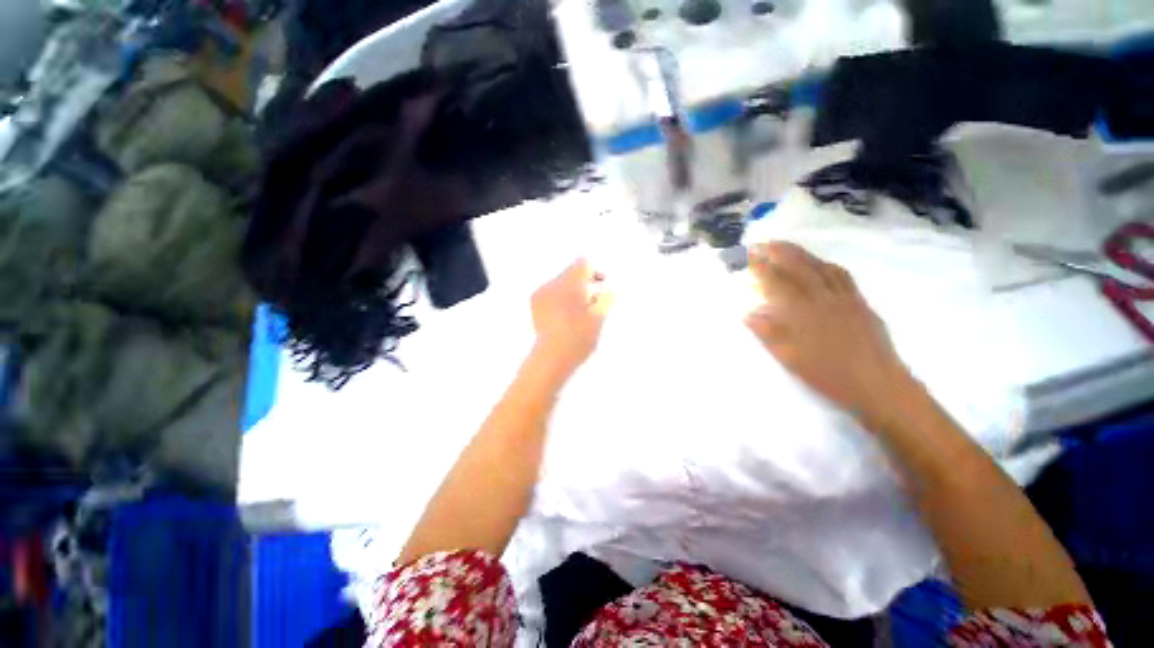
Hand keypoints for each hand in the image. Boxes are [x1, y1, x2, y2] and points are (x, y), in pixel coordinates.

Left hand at [531, 259, 613, 373]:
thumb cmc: (578, 338)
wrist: (550, 358)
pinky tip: (563, 316)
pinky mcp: (534, 304)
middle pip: (571, 272)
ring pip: (561, 282)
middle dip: (584, 283)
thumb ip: (606, 299)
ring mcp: (541, 293)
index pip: (583, 264)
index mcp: (570, 284)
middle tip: (593, 302)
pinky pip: (550, 292)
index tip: (602, 287)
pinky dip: (559, 298)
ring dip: (572, 291)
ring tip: (578, 311)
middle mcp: (553, 283)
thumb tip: (609, 289)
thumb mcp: (599, 319)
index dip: (595, 272)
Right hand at [744, 242, 915, 429]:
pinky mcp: (860, 303)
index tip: (749, 257)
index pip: (778, 283)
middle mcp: (823, 298)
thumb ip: (769, 333)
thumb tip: (748, 314)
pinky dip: (825, 264)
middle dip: (779, 252)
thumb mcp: (791, 359)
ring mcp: (845, 298)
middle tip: (763, 243)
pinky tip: (820, 264)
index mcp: (803, 313)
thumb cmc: (828, 375)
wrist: (878, 386)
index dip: (762, 268)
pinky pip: (842, 276)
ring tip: (786, 247)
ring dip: (801, 254)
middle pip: (800, 267)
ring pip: (821, 267)